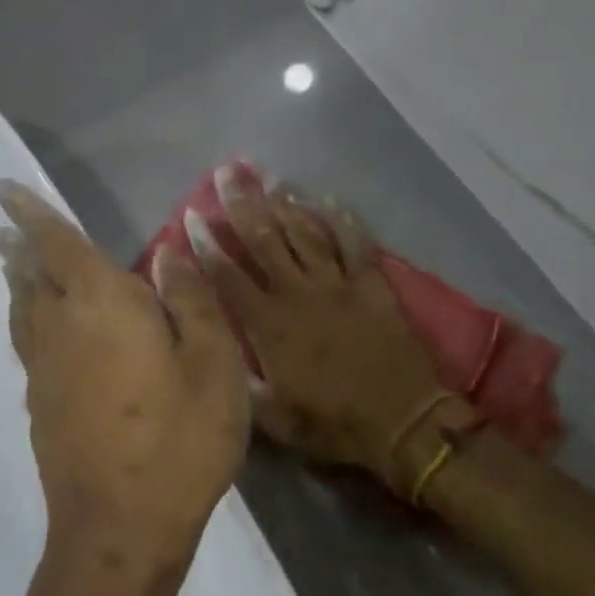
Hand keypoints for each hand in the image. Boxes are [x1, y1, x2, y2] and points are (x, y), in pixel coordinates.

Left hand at [0, 181, 248, 569]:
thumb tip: (169, 250)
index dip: (30, 213)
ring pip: (23, 310)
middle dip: (18, 245)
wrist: (120, 528)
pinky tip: (42, 329)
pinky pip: (28, 342)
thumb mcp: (213, 364)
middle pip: (30, 274)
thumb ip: (190, 300)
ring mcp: (44, 370)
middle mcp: (60, 327)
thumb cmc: (178, 440)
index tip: (1, 189)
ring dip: (18, 281)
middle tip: (4, 227)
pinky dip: (27, 318)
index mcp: (100, 304)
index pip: (56, 243)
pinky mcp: (41, 405)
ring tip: (14, 265)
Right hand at [189, 167, 472, 495]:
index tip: (192, 215)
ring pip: (304, 233)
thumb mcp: (271, 418)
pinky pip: (354, 243)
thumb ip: (238, 381)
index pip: (228, 275)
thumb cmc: (332, 423)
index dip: (207, 245)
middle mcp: (298, 294)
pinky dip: (340, 219)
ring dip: (284, 204)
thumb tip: (209, 352)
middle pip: (264, 239)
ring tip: (267, 178)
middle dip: (242, 204)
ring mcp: (337, 284)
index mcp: (269, 325)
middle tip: (226, 172)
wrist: (402, 422)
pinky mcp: (371, 284)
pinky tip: (326, 198)